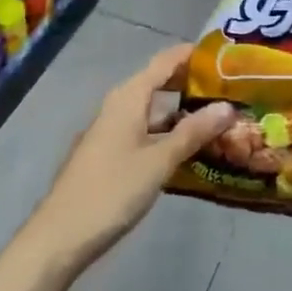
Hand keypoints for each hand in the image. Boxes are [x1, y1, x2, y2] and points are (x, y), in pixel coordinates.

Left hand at [32, 45, 234, 264]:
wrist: (61, 236)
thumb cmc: (113, 190)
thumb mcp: (160, 160)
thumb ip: (193, 132)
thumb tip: (228, 106)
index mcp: (128, 97)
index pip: (165, 61)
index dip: (193, 54)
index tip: (226, 56)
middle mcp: (119, 106)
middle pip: (159, 82)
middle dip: (192, 83)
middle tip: (231, 88)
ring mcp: (112, 131)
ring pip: (153, 109)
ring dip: (183, 111)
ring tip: (219, 116)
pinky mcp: (111, 154)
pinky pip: (146, 130)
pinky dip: (169, 132)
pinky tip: (190, 148)